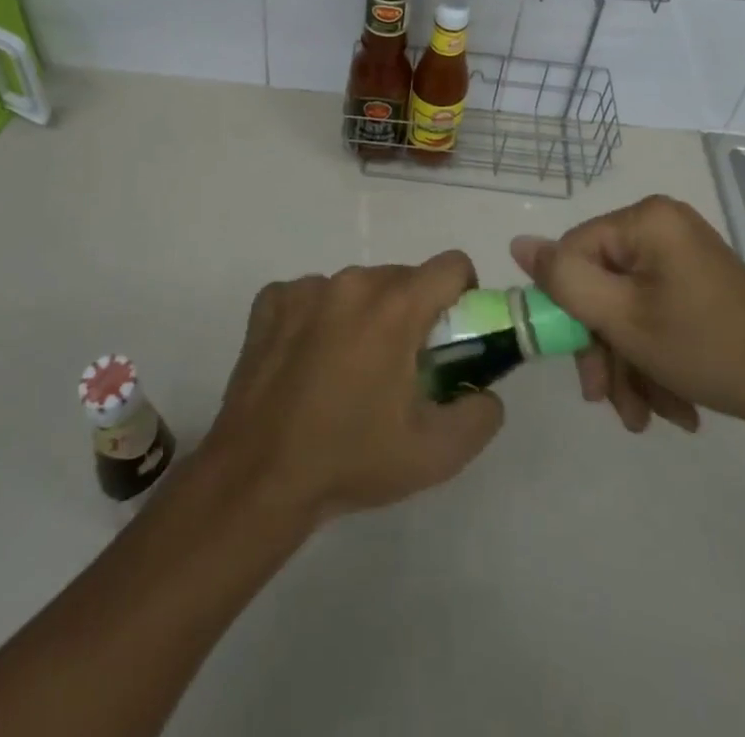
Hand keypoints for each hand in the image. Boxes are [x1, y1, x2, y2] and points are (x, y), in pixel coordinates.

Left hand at [203, 253, 503, 524]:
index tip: (452, 332)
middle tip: (401, 365)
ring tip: (348, 370)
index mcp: (395, 307)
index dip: (463, 293)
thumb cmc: (351, 460)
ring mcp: (306, 288)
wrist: (258, 478)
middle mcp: (352, 282)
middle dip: (412, 312)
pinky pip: (312, 296)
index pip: (450, 266)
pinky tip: (307, 363)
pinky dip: (319, 319)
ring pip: (356, 286)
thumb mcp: (436, 453)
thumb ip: (480, 414)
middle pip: (402, 278)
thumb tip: (486, 390)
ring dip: (364, 315)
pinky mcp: (271, 301)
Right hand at [511, 195, 744, 436]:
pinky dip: (655, 358)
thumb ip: (564, 280)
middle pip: (602, 284)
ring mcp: (684, 256)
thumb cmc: (706, 346)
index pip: (575, 252)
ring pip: (628, 306)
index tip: (581, 367)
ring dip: (628, 364)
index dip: (569, 309)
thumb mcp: (622, 318)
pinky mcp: (699, 284)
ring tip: (645, 417)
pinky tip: (671, 405)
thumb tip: (518, 244)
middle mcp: (662, 227)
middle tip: (608, 402)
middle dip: (604, 350)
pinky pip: (656, 313)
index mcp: (645, 220)